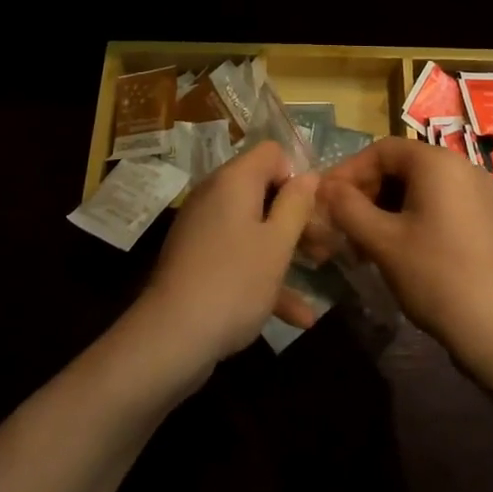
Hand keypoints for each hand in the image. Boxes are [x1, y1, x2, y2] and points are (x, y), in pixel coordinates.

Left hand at [136, 141, 320, 372]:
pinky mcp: (197, 259)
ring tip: (317, 272)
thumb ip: (296, 205)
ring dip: (284, 248)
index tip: (313, 209)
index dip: (296, 175)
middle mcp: (215, 196)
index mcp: (234, 181)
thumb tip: (308, 174)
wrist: (171, 339)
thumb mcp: (277, 244)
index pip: (271, 153)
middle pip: (263, 189)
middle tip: (322, 245)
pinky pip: (237, 254)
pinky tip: (298, 316)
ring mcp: (203, 229)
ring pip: (253, 226)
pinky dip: (263, 274)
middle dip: (295, 215)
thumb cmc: (234, 282)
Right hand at [318, 137, 492, 370]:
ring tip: (363, 244)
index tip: (326, 200)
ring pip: (417, 188)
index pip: (381, 150)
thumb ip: (348, 208)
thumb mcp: (382, 241)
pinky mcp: (483, 218)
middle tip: (341, 226)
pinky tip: (394, 250)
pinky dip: (410, 218)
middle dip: (366, 193)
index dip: (348, 171)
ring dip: (384, 209)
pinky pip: (437, 204)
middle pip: (400, 167)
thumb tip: (324, 187)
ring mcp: (477, 193)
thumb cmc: (435, 276)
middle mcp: (461, 166)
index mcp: (437, 163)